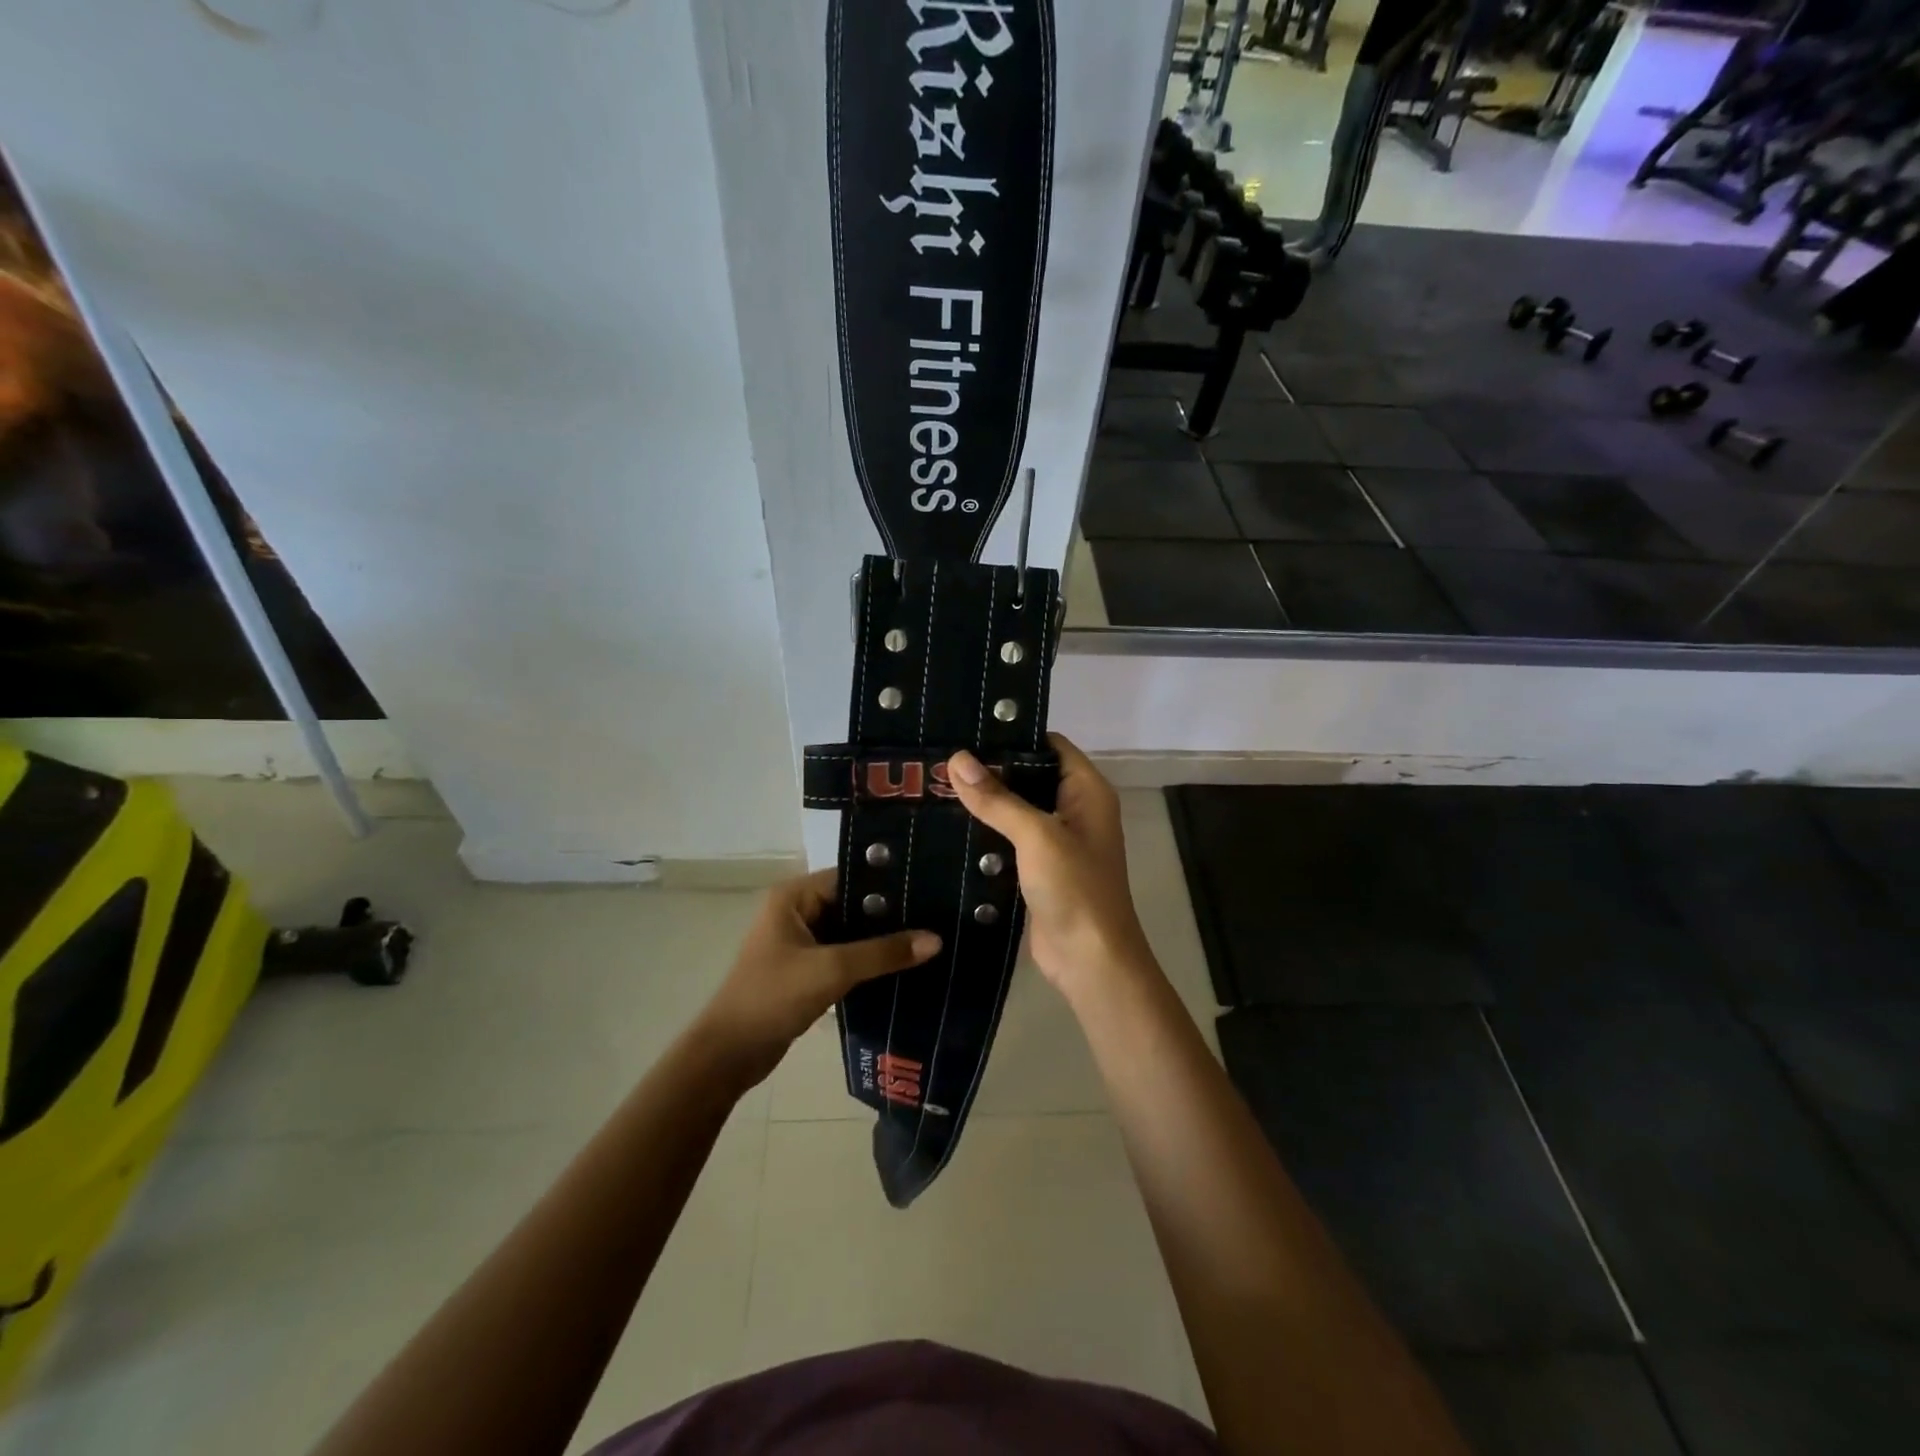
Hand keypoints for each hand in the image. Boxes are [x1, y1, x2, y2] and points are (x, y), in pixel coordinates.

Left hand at [696, 870, 939, 1087]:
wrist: (730, 1054)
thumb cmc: (773, 997)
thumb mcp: (832, 970)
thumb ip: (883, 953)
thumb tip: (936, 939)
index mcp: (793, 897)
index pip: (850, 877)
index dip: (888, 884)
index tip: (929, 890)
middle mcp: (796, 911)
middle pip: (853, 904)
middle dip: (890, 915)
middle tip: (936, 917)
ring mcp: (800, 942)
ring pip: (850, 932)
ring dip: (880, 941)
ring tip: (928, 940)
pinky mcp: (806, 970)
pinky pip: (844, 955)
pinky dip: (868, 961)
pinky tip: (902, 967)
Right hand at [947, 735, 1153, 1004]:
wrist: (1089, 961)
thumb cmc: (1075, 889)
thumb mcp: (1037, 836)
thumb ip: (998, 798)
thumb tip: (957, 759)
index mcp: (1086, 791)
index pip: (1050, 745)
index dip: (1013, 734)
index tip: (967, 728)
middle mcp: (1074, 810)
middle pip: (1029, 776)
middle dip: (990, 769)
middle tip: (940, 756)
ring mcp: (1056, 842)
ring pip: (1016, 810)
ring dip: (984, 802)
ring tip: (935, 783)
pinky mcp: (1037, 869)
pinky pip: (1008, 840)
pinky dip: (984, 832)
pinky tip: (947, 825)